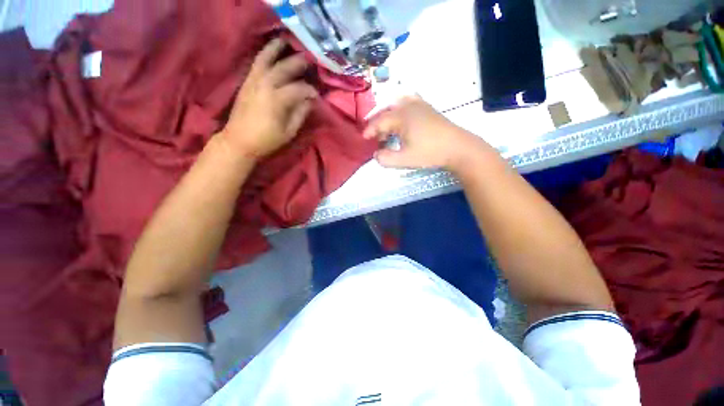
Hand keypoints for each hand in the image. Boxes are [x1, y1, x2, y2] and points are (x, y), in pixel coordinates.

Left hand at [220, 38, 318, 158]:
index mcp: (277, 100)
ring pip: (265, 59)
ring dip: (276, 49)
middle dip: (298, 63)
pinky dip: (264, 55)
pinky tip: (271, 53)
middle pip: (284, 69)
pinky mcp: (246, 83)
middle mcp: (265, 85)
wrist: (239, 141)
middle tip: (309, 60)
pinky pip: (256, 64)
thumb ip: (300, 114)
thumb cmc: (267, 140)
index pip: (298, 89)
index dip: (310, 90)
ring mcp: (253, 82)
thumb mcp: (288, 132)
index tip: (317, 95)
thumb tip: (309, 101)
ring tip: (286, 42)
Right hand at [363, 96, 492, 170]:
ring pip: (396, 104)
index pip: (379, 121)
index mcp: (401, 117)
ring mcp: (419, 104)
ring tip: (385, 127)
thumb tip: (376, 155)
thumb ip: (386, 159)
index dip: (369, 131)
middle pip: (386, 111)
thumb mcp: (405, 160)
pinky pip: (408, 101)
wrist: (458, 147)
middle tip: (373, 137)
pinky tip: (400, 115)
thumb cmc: (430, 153)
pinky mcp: (427, 107)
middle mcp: (408, 106)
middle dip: (376, 123)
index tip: (363, 139)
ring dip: (387, 115)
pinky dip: (399, 107)